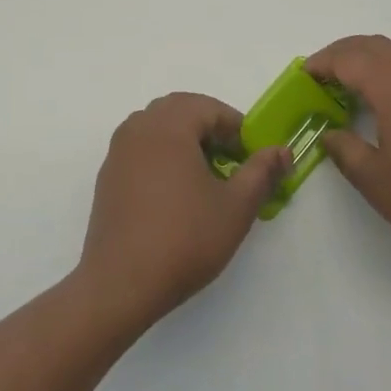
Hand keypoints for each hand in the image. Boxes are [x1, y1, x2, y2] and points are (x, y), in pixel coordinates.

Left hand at [75, 93, 289, 331]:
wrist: (121, 283)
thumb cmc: (184, 239)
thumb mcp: (236, 207)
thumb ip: (262, 172)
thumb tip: (282, 150)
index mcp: (169, 125)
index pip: (210, 108)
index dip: (236, 129)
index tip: (252, 159)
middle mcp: (139, 127)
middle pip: (181, 110)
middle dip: (210, 129)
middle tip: (230, 161)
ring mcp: (118, 150)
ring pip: (158, 127)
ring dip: (184, 139)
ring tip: (204, 176)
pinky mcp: (108, 175)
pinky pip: (140, 148)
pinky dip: (162, 155)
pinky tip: (174, 193)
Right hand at [308, 36, 390, 265]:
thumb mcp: (374, 180)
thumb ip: (344, 150)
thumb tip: (330, 133)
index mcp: (390, 84)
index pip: (346, 59)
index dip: (320, 65)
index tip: (301, 78)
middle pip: (368, 45)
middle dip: (339, 55)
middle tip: (318, 77)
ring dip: (364, 57)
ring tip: (346, 82)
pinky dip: (387, 66)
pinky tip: (384, 95)